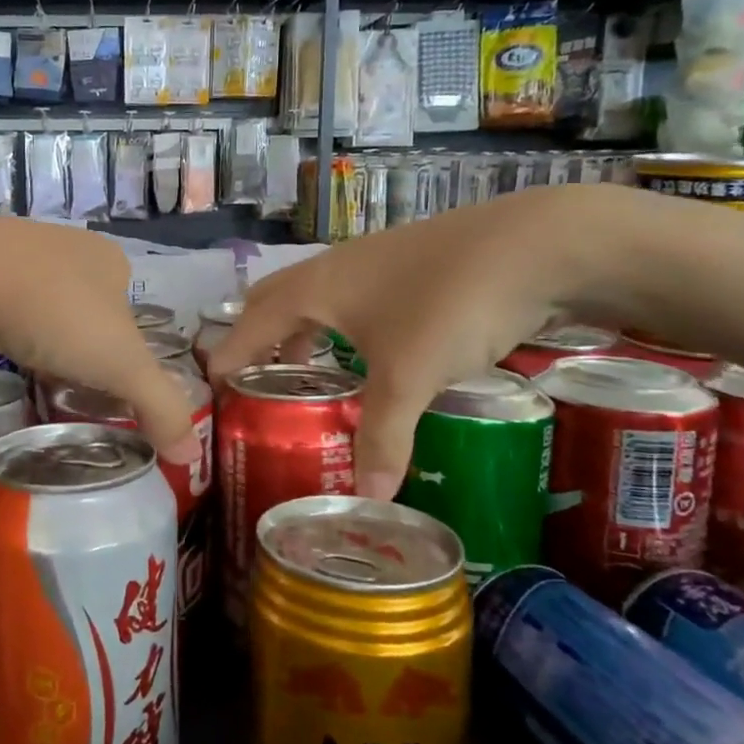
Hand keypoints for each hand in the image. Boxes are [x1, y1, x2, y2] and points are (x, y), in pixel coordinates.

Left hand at [0, 219, 200, 465]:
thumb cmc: (55, 315)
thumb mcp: (122, 366)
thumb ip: (162, 408)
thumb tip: (191, 457)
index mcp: (106, 258)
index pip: (128, 310)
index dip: (124, 350)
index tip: (109, 386)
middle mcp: (64, 245)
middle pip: (84, 307)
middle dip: (80, 346)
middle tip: (71, 386)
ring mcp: (12, 250)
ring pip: (39, 304)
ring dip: (39, 335)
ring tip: (34, 372)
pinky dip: (1, 327)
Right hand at [208, 187, 605, 500]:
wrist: (533, 243)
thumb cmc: (448, 304)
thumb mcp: (409, 376)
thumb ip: (383, 436)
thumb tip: (367, 500)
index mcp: (313, 290)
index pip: (249, 324)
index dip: (227, 355)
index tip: (209, 386)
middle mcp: (332, 269)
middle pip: (273, 299)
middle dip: (255, 336)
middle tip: (251, 378)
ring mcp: (370, 261)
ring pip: (314, 297)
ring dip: (297, 330)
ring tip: (302, 371)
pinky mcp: (406, 263)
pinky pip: (349, 297)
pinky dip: (337, 325)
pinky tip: (365, 350)